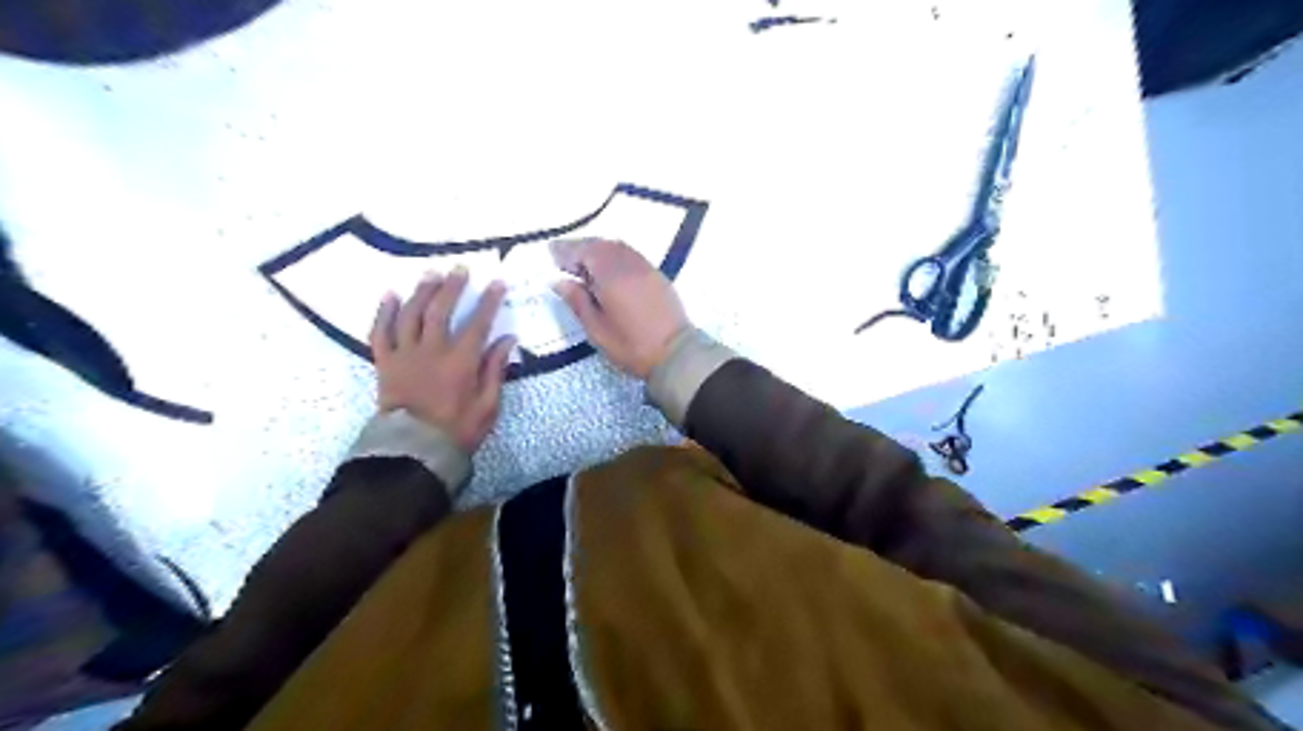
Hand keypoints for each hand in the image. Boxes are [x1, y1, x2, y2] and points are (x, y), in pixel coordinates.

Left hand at [367, 268, 517, 449]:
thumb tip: (507, 339)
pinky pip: (380, 332)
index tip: (497, 282)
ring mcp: (404, 355)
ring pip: (411, 314)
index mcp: (460, 362)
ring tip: (431, 273)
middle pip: (441, 310)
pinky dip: (384, 312)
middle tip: (460, 268)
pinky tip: (391, 295)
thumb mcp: (488, 405)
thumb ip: (496, 370)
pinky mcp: (384, 363)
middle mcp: (431, 351)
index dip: (488, 301)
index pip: (477, 323)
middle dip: (452, 286)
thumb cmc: (457, 431)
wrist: (413, 451)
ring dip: (422, 291)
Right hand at [547, 238, 690, 378]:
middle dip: (581, 248)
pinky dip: (615, 256)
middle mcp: (629, 264)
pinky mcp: (658, 276)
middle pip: (601, 245)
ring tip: (585, 265)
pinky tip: (609, 271)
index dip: (566, 250)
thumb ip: (577, 301)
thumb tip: (559, 281)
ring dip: (599, 250)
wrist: (676, 354)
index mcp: (611, 275)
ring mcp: (646, 268)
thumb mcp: (596, 330)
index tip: (551, 253)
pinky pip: (631, 256)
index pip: (583, 251)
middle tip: (564, 259)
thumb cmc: (631, 346)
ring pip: (618, 248)